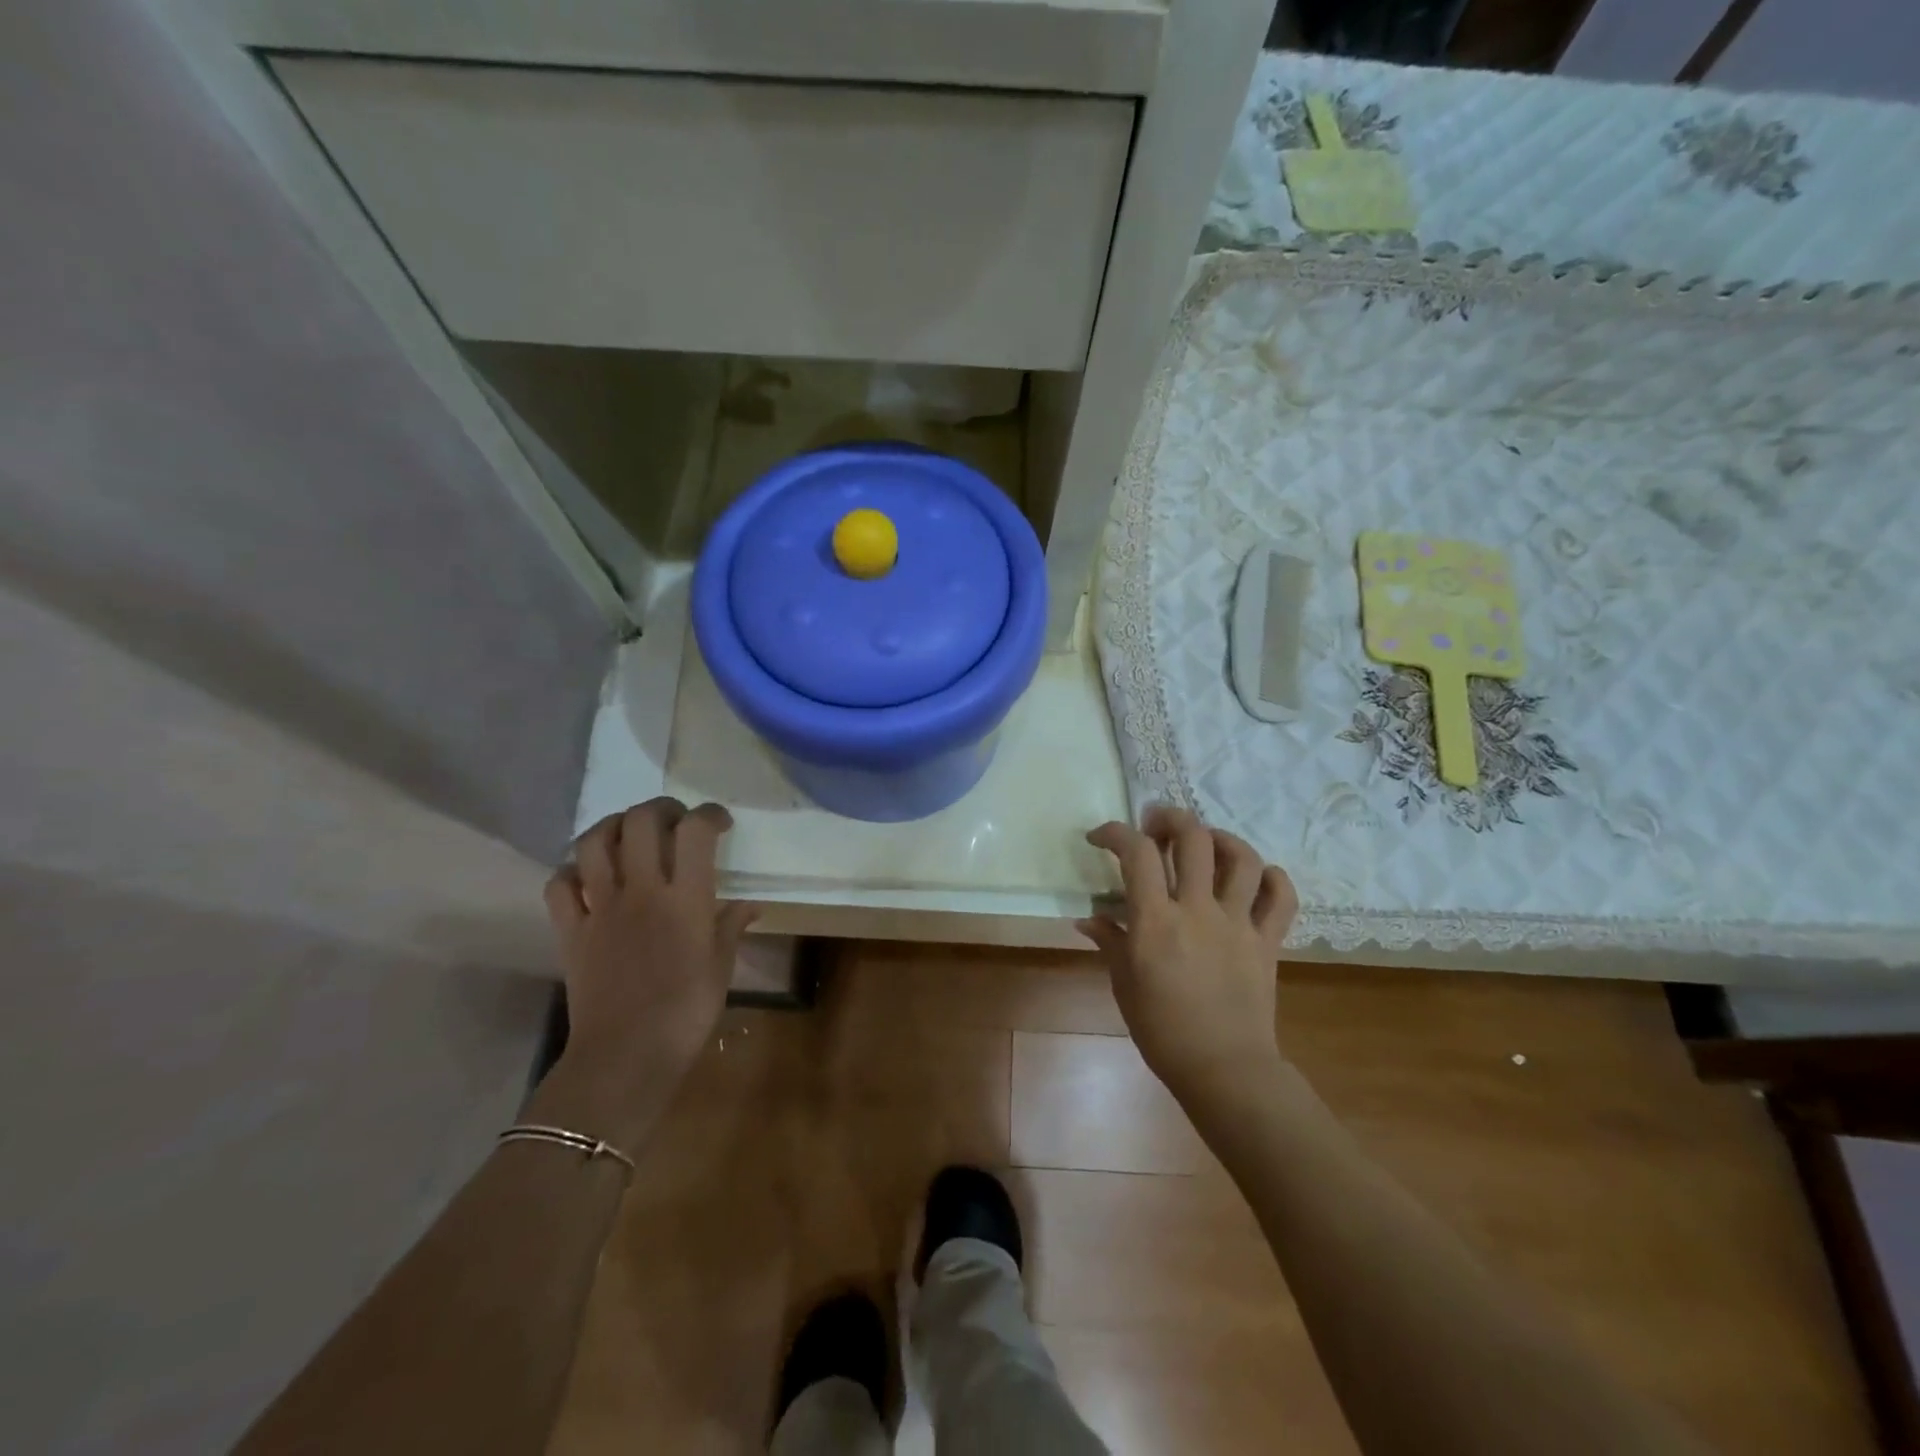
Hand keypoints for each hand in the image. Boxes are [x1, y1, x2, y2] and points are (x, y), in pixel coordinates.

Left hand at [531, 798, 754, 1154]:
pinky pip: (559, 884)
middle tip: (675, 820)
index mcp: (685, 898)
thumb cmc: (687, 1012)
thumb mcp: (721, 967)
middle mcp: (641, 890)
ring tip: (629, 833)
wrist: (626, 1057)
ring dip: (613, 826)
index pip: (696, 831)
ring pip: (594, 841)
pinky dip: (572, 870)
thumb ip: (731, 926)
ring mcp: (600, 907)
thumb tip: (750, 905)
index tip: (719, 823)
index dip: (709, 814)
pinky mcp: (570, 930)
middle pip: (641, 821)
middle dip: (661, 808)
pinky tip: (589, 876)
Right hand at [1080, 807, 1297, 1107]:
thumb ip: (1110, 941)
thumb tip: (1088, 918)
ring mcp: (1239, 923)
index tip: (1101, 837)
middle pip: (1194, 838)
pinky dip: (1272, 878)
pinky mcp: (1268, 940)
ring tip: (1206, 842)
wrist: (1223, 1070)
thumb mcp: (1124, 983)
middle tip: (1157, 825)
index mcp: (1157, 922)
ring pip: (1242, 858)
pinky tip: (1255, 878)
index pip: (1137, 853)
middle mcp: (1199, 911)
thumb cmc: (1162, 1030)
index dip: (1116, 832)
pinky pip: (1282, 897)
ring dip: (1221, 838)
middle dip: (1171, 818)